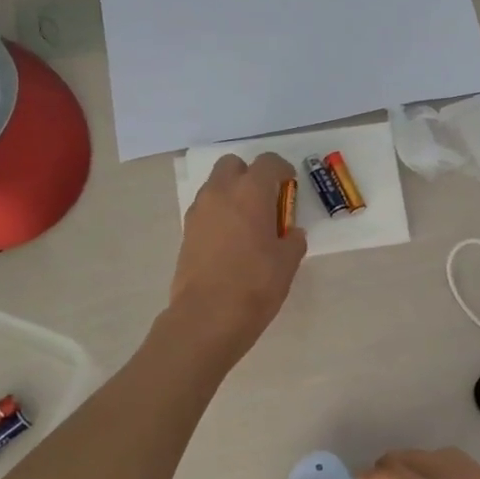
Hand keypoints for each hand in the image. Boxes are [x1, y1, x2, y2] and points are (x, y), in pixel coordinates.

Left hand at [169, 152, 307, 361]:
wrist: (208, 316)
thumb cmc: (256, 284)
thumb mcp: (288, 262)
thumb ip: (293, 240)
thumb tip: (291, 233)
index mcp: (251, 192)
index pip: (268, 162)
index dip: (282, 169)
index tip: (290, 184)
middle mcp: (221, 192)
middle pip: (233, 165)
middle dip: (250, 174)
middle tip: (266, 199)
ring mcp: (199, 211)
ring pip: (216, 186)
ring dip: (232, 193)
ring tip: (248, 222)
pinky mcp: (186, 231)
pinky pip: (206, 209)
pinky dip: (220, 214)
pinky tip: (232, 240)